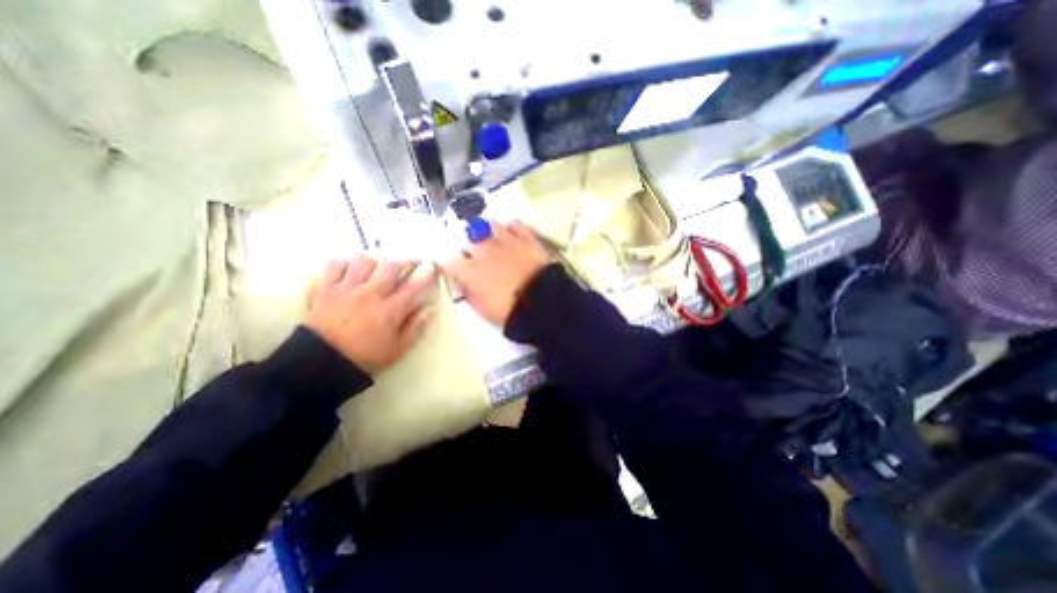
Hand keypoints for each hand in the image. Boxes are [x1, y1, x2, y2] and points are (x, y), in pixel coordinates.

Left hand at [304, 252, 436, 372]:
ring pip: (364, 260)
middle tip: (410, 262)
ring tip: (378, 266)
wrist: (319, 365)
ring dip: (375, 260)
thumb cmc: (364, 358)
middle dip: (405, 260)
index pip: (413, 286)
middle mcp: (370, 294)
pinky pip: (335, 265)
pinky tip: (351, 269)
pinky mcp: (326, 289)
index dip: (426, 273)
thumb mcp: (396, 349)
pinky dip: (345, 263)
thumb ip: (415, 328)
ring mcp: (346, 289)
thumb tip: (430, 309)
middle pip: (391, 265)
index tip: (431, 267)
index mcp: (390, 310)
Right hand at [443, 219, 548, 325]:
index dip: (451, 267)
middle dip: (468, 248)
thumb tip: (462, 284)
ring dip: (487, 234)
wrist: (542, 303)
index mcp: (470, 270)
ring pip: (490, 226)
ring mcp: (506, 241)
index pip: (450, 262)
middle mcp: (484, 250)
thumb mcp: (481, 309)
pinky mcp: (526, 238)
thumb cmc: (509, 311)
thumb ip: (468, 293)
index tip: (455, 272)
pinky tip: (511, 235)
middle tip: (474, 258)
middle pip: (468, 240)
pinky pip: (514, 225)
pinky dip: (510, 229)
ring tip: (491, 242)